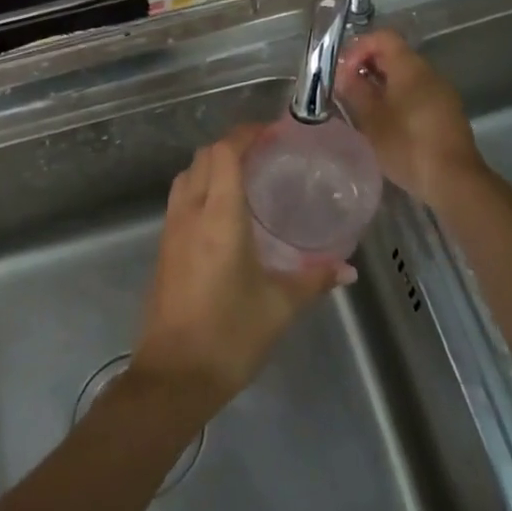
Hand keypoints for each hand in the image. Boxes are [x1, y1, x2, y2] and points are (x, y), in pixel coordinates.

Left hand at [132, 126, 350, 413]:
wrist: (173, 377)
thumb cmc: (229, 336)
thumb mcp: (279, 306)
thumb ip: (314, 280)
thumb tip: (347, 269)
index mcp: (218, 217)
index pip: (224, 153)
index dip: (246, 134)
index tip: (273, 133)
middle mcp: (189, 214)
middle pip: (203, 158)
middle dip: (231, 146)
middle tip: (266, 155)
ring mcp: (170, 231)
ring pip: (186, 177)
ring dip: (212, 166)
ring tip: (247, 178)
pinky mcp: (163, 249)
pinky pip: (180, 200)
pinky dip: (201, 189)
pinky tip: (225, 214)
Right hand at [336, 31, 487, 208]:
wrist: (453, 179)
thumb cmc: (407, 145)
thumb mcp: (372, 119)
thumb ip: (355, 91)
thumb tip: (344, 75)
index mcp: (411, 67)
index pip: (383, 37)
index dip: (358, 48)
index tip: (342, 72)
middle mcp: (429, 73)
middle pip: (394, 55)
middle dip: (367, 67)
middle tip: (346, 90)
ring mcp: (441, 93)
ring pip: (405, 76)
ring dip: (381, 85)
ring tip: (362, 108)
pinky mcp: (447, 113)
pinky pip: (417, 94)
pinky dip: (397, 99)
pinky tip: (385, 123)